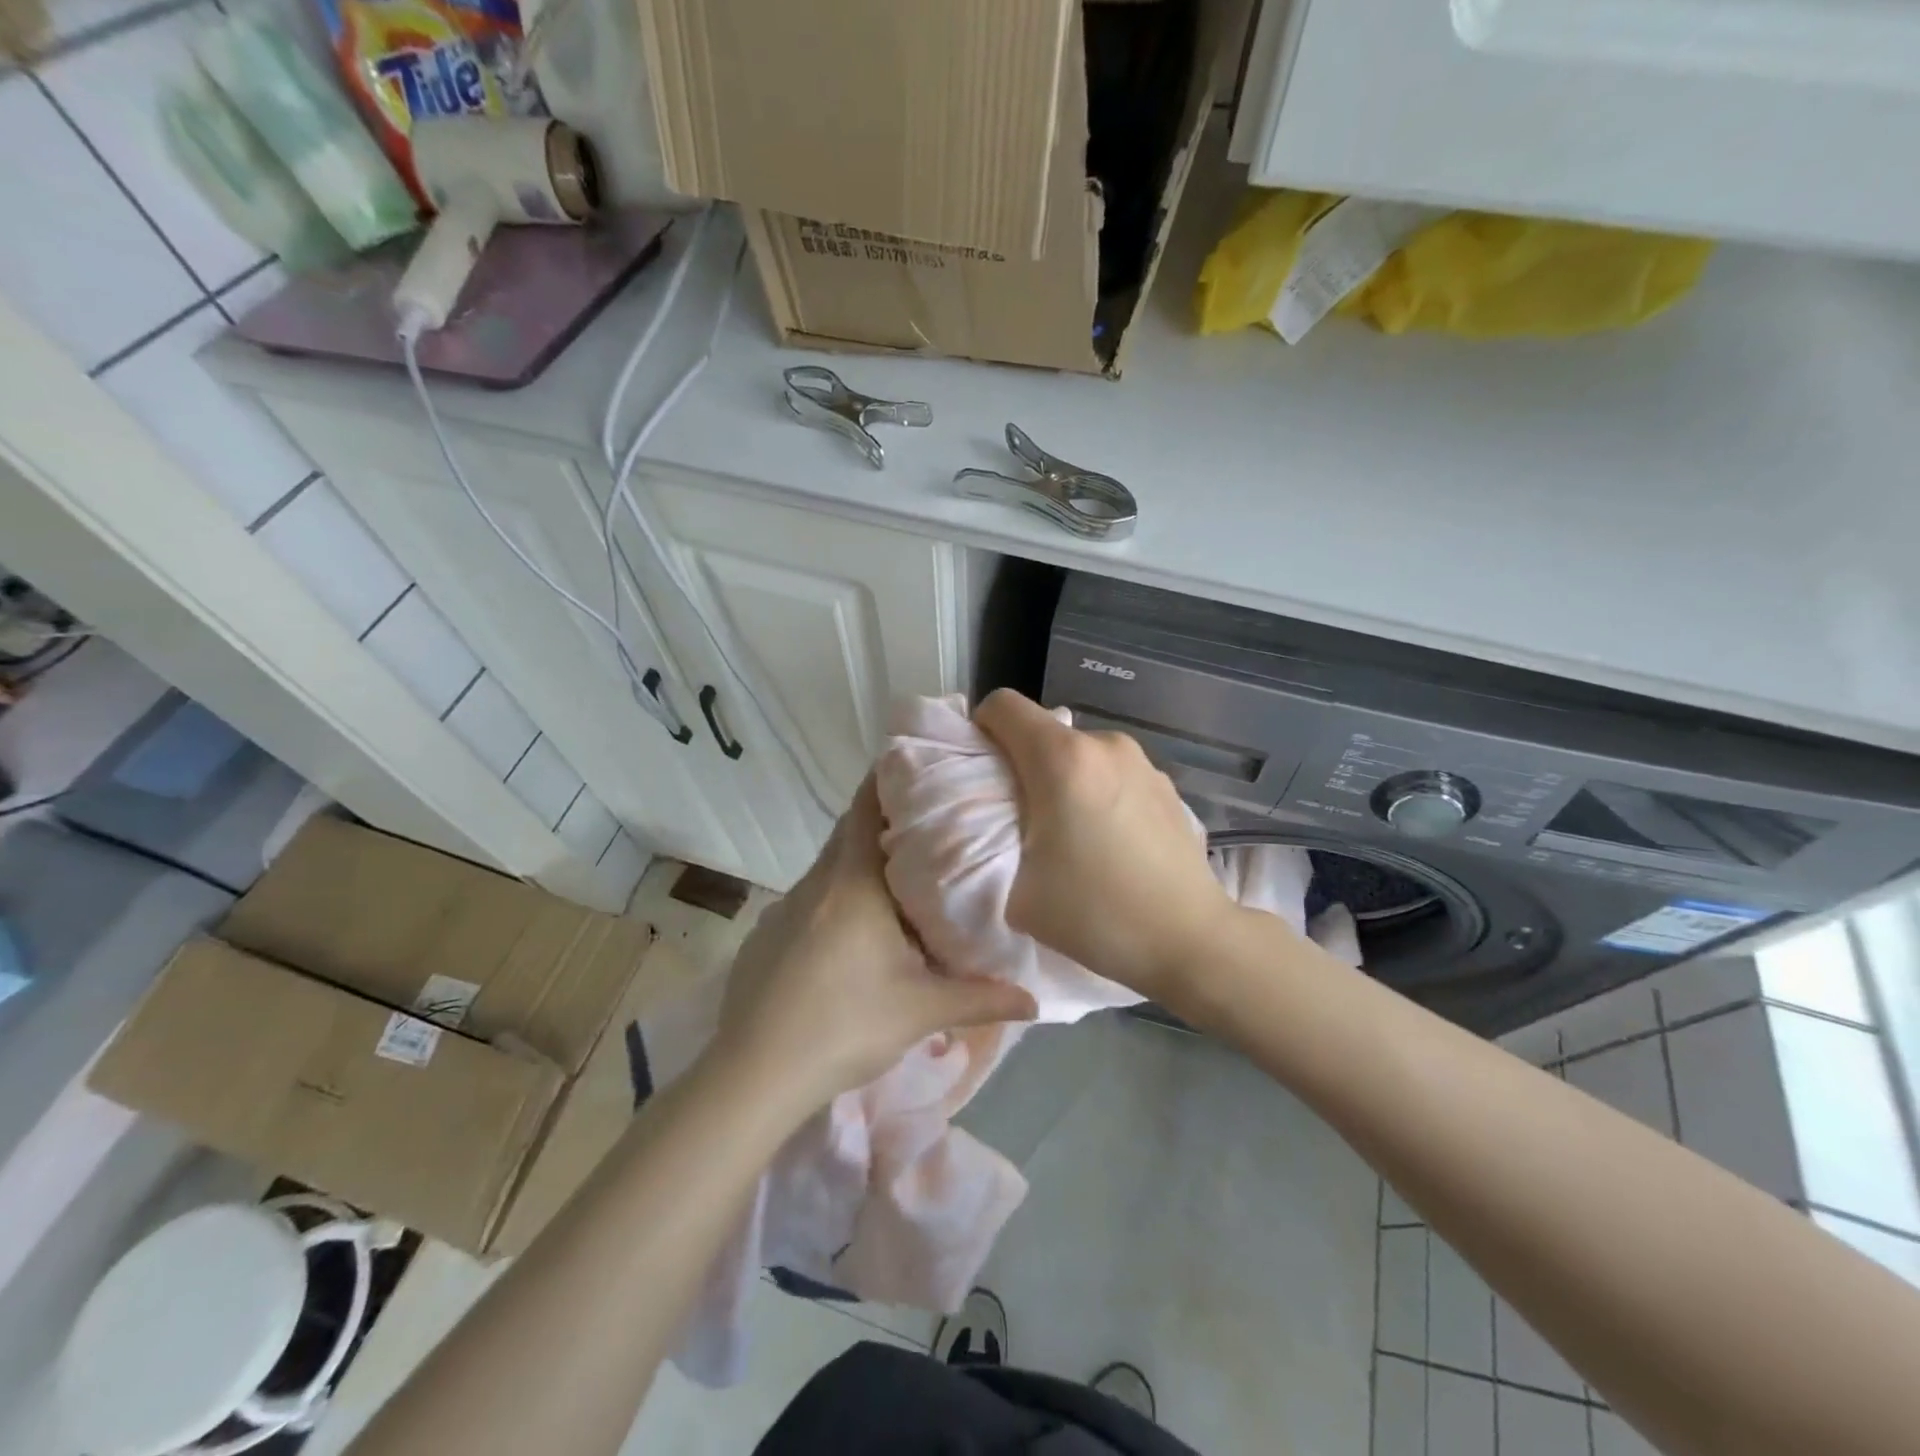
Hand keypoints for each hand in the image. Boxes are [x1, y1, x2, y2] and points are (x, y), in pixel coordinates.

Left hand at [712, 776, 1037, 1107]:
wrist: (754, 1073)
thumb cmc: (845, 1025)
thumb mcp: (921, 1011)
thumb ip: (980, 998)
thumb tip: (1035, 1000)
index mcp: (853, 882)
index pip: (866, 807)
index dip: (888, 779)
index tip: (918, 767)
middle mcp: (816, 882)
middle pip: (849, 832)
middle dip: (885, 823)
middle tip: (929, 828)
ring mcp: (784, 908)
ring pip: (829, 868)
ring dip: (860, 864)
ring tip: (900, 880)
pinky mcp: (765, 935)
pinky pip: (809, 899)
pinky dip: (835, 898)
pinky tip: (852, 935)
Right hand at [974, 688, 1239, 1001]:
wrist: (1189, 940)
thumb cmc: (1096, 914)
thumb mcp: (1018, 890)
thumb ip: (996, 841)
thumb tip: (1001, 823)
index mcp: (1062, 760)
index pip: (1003, 706)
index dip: (981, 729)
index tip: (982, 771)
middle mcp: (1104, 745)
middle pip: (1044, 731)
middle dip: (1024, 763)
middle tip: (1024, 816)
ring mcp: (1142, 762)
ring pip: (1081, 754)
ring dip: (1065, 779)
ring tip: (1073, 833)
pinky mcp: (1166, 784)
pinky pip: (1113, 773)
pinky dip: (1099, 793)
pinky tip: (1112, 841)